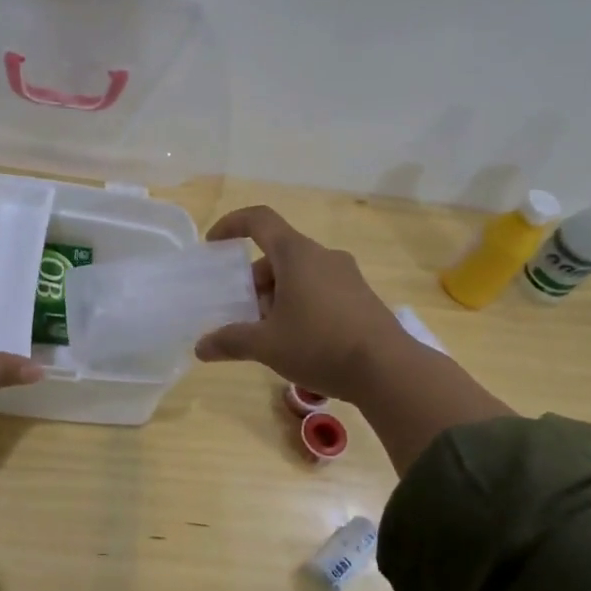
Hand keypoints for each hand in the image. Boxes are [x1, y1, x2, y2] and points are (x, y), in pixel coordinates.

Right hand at [193, 204, 514, 470]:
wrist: (389, 370)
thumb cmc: (320, 345)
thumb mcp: (267, 345)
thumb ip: (231, 341)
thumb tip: (201, 347)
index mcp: (296, 254)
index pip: (259, 220)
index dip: (232, 224)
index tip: (213, 244)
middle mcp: (323, 256)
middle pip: (277, 255)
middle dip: (254, 281)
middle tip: (242, 314)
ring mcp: (347, 276)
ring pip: (299, 274)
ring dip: (277, 296)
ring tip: (268, 334)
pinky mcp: (362, 297)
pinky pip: (321, 289)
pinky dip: (301, 304)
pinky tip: (299, 342)